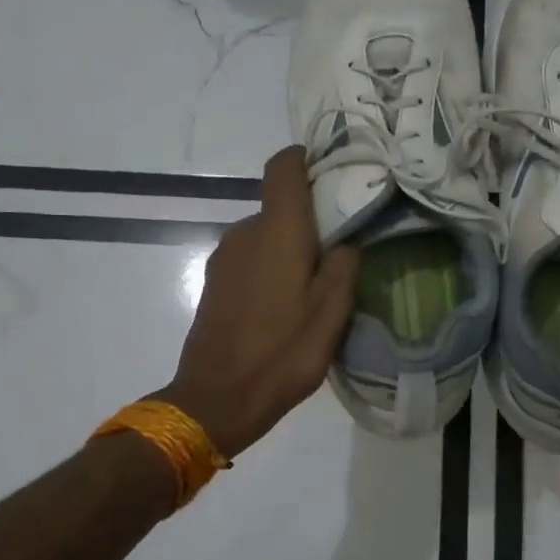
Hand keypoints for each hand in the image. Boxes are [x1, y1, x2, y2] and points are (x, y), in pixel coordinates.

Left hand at [155, 146, 360, 458]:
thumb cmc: (281, 353)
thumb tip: (345, 241)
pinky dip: (272, 267)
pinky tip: (287, 305)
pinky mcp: (215, 282)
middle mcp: (245, 233)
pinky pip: (251, 258)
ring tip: (317, 285)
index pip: (284, 167)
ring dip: (291, 248)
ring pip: (266, 235)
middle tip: (343, 249)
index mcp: (276, 231)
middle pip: (280, 205)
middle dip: (311, 219)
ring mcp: (224, 258)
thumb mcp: (331, 313)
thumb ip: (344, 266)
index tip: (334, 174)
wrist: (216, 400)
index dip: (307, 160)